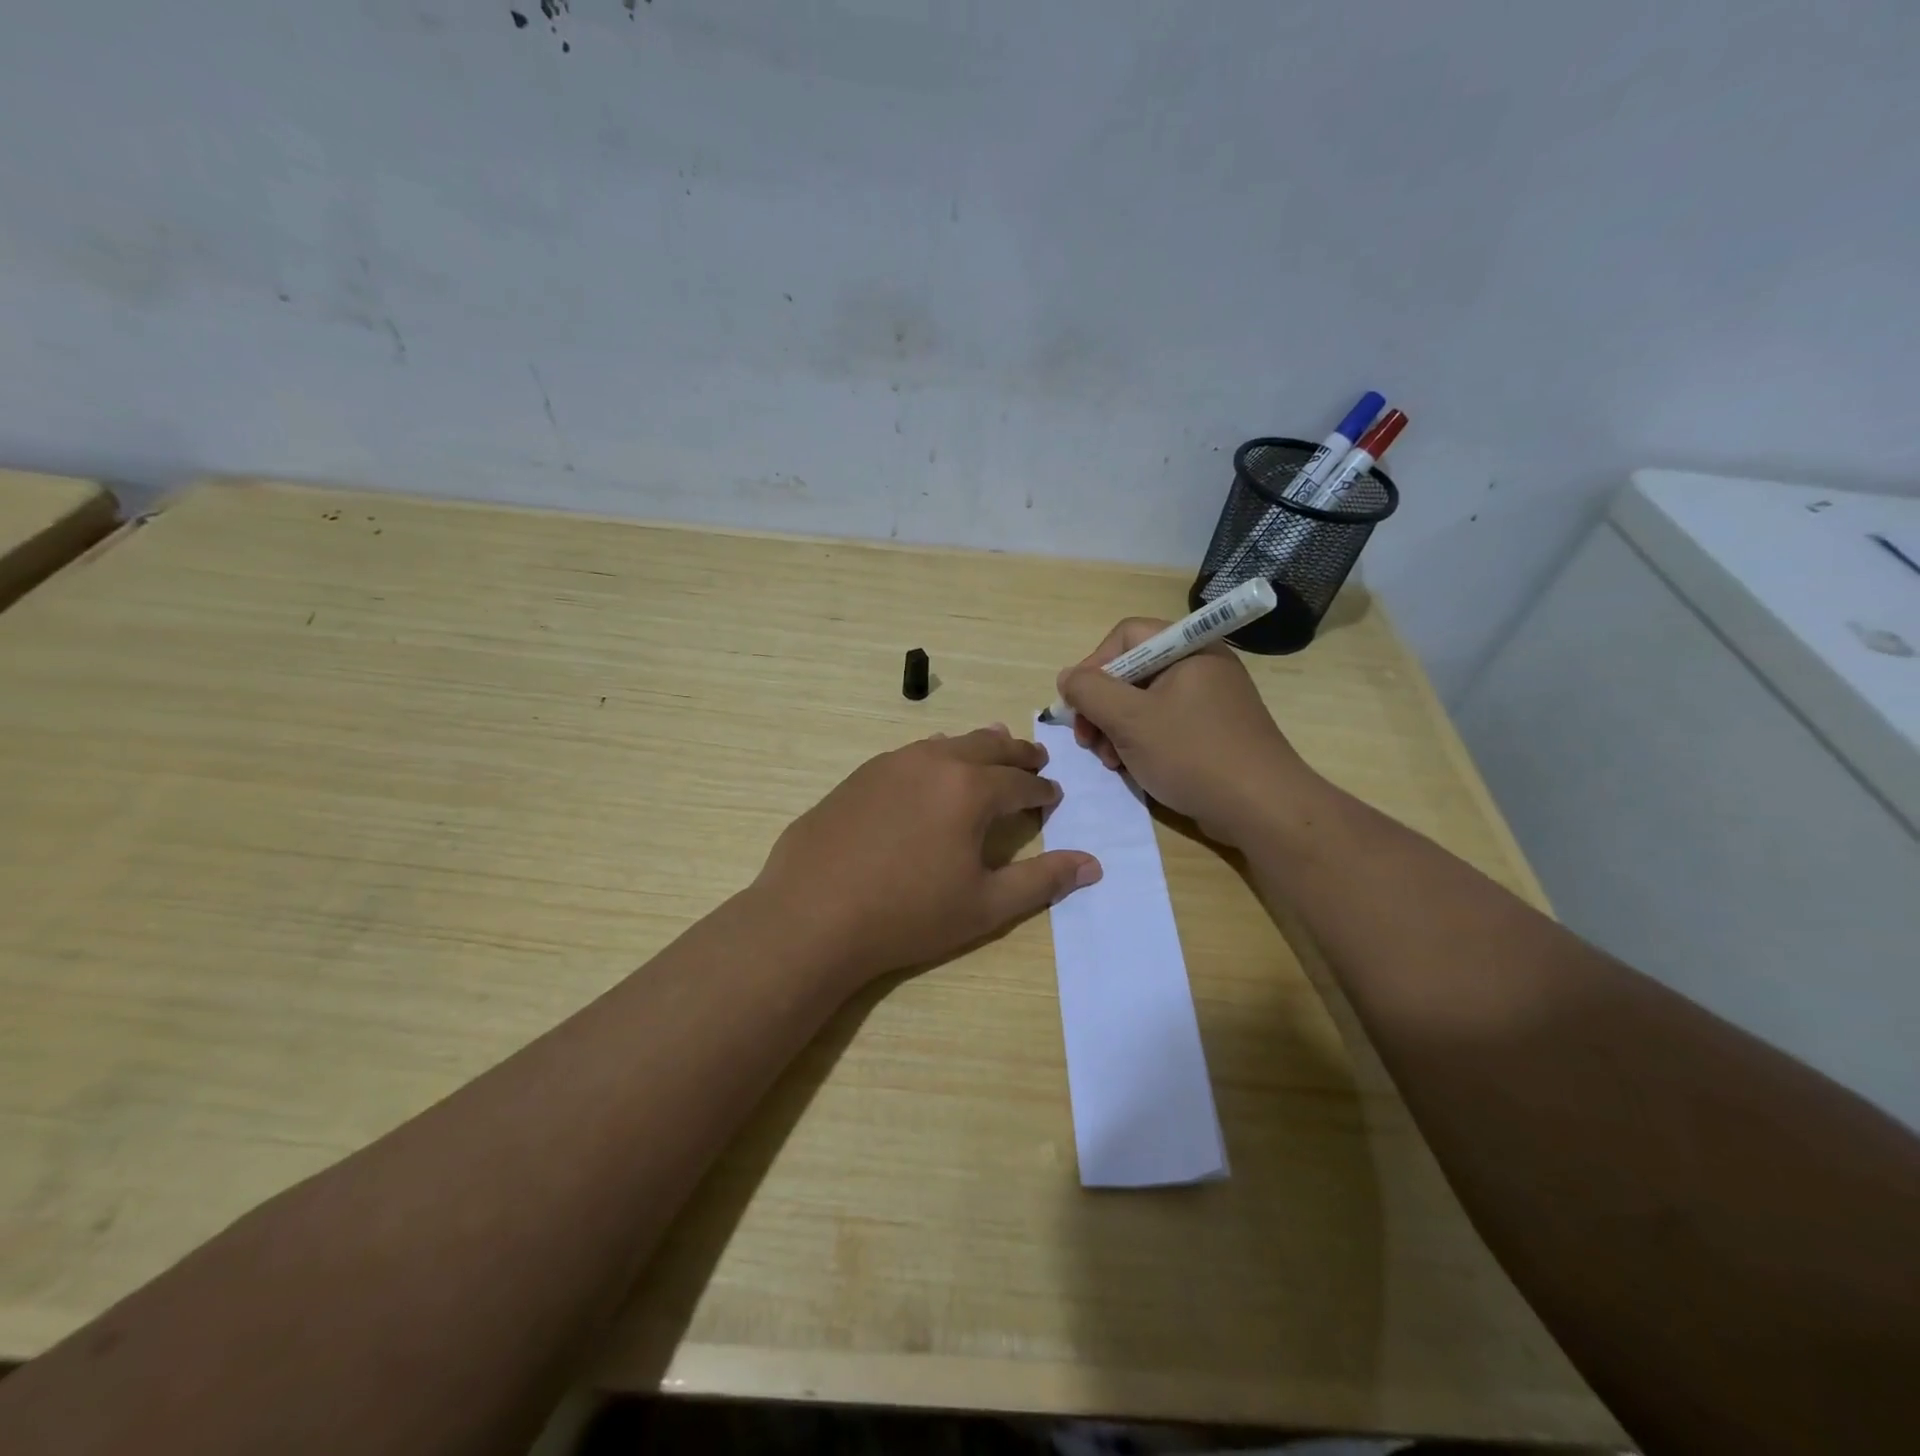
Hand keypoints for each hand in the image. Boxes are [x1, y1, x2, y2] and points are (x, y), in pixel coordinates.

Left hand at [753, 725, 1101, 986]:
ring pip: (947, 744)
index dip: (1042, 791)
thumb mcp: (985, 905)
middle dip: (1017, 754)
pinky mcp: (859, 775)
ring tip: (992, 749)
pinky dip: (936, 755)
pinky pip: (911, 754)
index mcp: (970, 789)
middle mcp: (934, 762)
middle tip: (1035, 759)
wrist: (812, 915)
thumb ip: (1042, 881)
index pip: (1020, 783)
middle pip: (987, 747)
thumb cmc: (908, 915)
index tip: (1052, 797)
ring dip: (977, 747)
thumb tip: (1093, 864)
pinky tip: (930, 768)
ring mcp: (891, 764)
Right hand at [1056, 618, 1316, 845]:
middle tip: (1088, 741)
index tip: (1078, 704)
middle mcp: (1201, 665)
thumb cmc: (1192, 754)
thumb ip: (1090, 691)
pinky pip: (1164, 724)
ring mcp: (1209, 700)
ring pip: (1144, 702)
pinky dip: (1141, 742)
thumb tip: (1067, 677)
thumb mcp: (1130, 720)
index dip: (1094, 665)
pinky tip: (1132, 769)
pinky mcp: (1212, 731)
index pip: (1126, 636)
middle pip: (1132, 671)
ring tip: (1110, 761)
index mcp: (1188, 648)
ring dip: (1116, 730)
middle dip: (1102, 706)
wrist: (1261, 808)